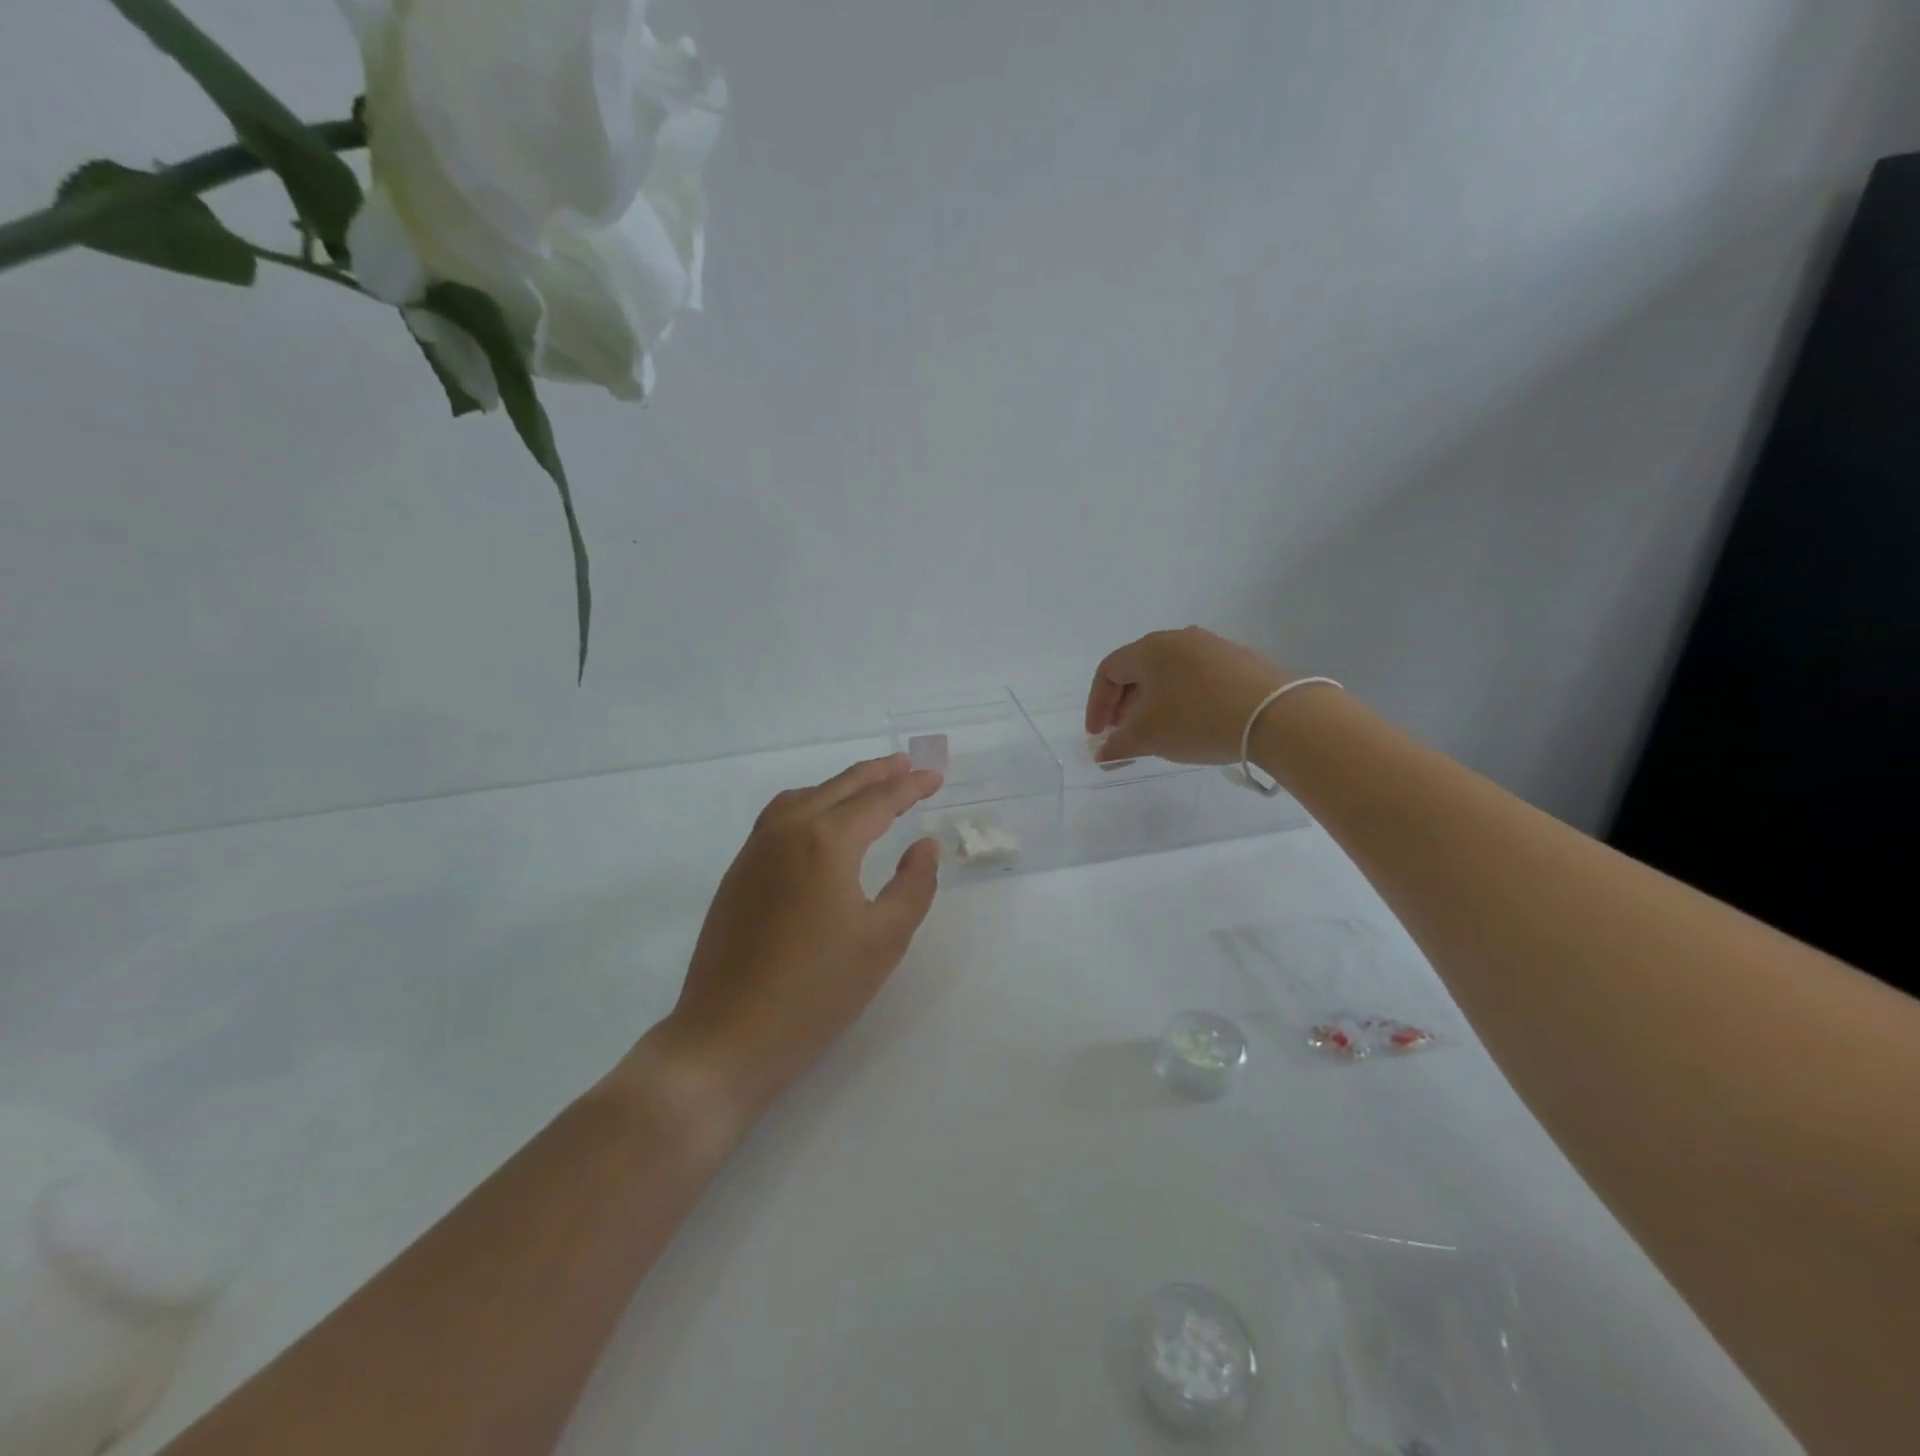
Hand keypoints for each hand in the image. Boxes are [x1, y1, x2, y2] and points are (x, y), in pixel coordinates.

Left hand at [641, 755, 943, 1131]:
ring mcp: (754, 850)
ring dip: (840, 786)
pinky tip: (820, 823)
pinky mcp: (737, 873)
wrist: (727, 1036)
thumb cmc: (816, 991)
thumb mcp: (884, 940)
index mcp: (825, 841)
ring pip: (804, 797)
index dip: (910, 787)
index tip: (935, 777)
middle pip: (838, 788)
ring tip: (868, 787)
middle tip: (907, 764)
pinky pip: (779, 817)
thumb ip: (913, 885)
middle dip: (877, 774)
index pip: (877, 801)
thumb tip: (923, 845)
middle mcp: (787, 831)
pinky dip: (810, 804)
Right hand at [1085, 627, 1290, 764]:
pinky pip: (1197, 677)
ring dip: (1153, 701)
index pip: (1108, 670)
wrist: (1276, 717)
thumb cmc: (1198, 720)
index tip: (1098, 734)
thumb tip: (1102, 753)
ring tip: (1157, 731)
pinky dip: (1182, 698)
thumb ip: (1118, 745)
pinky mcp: (1240, 661)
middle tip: (1123, 734)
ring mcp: (1213, 646)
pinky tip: (1193, 723)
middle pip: (1138, 669)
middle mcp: (1180, 638)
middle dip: (1124, 704)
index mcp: (1150, 649)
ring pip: (1169, 673)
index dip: (1097, 704)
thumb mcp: (1149, 737)